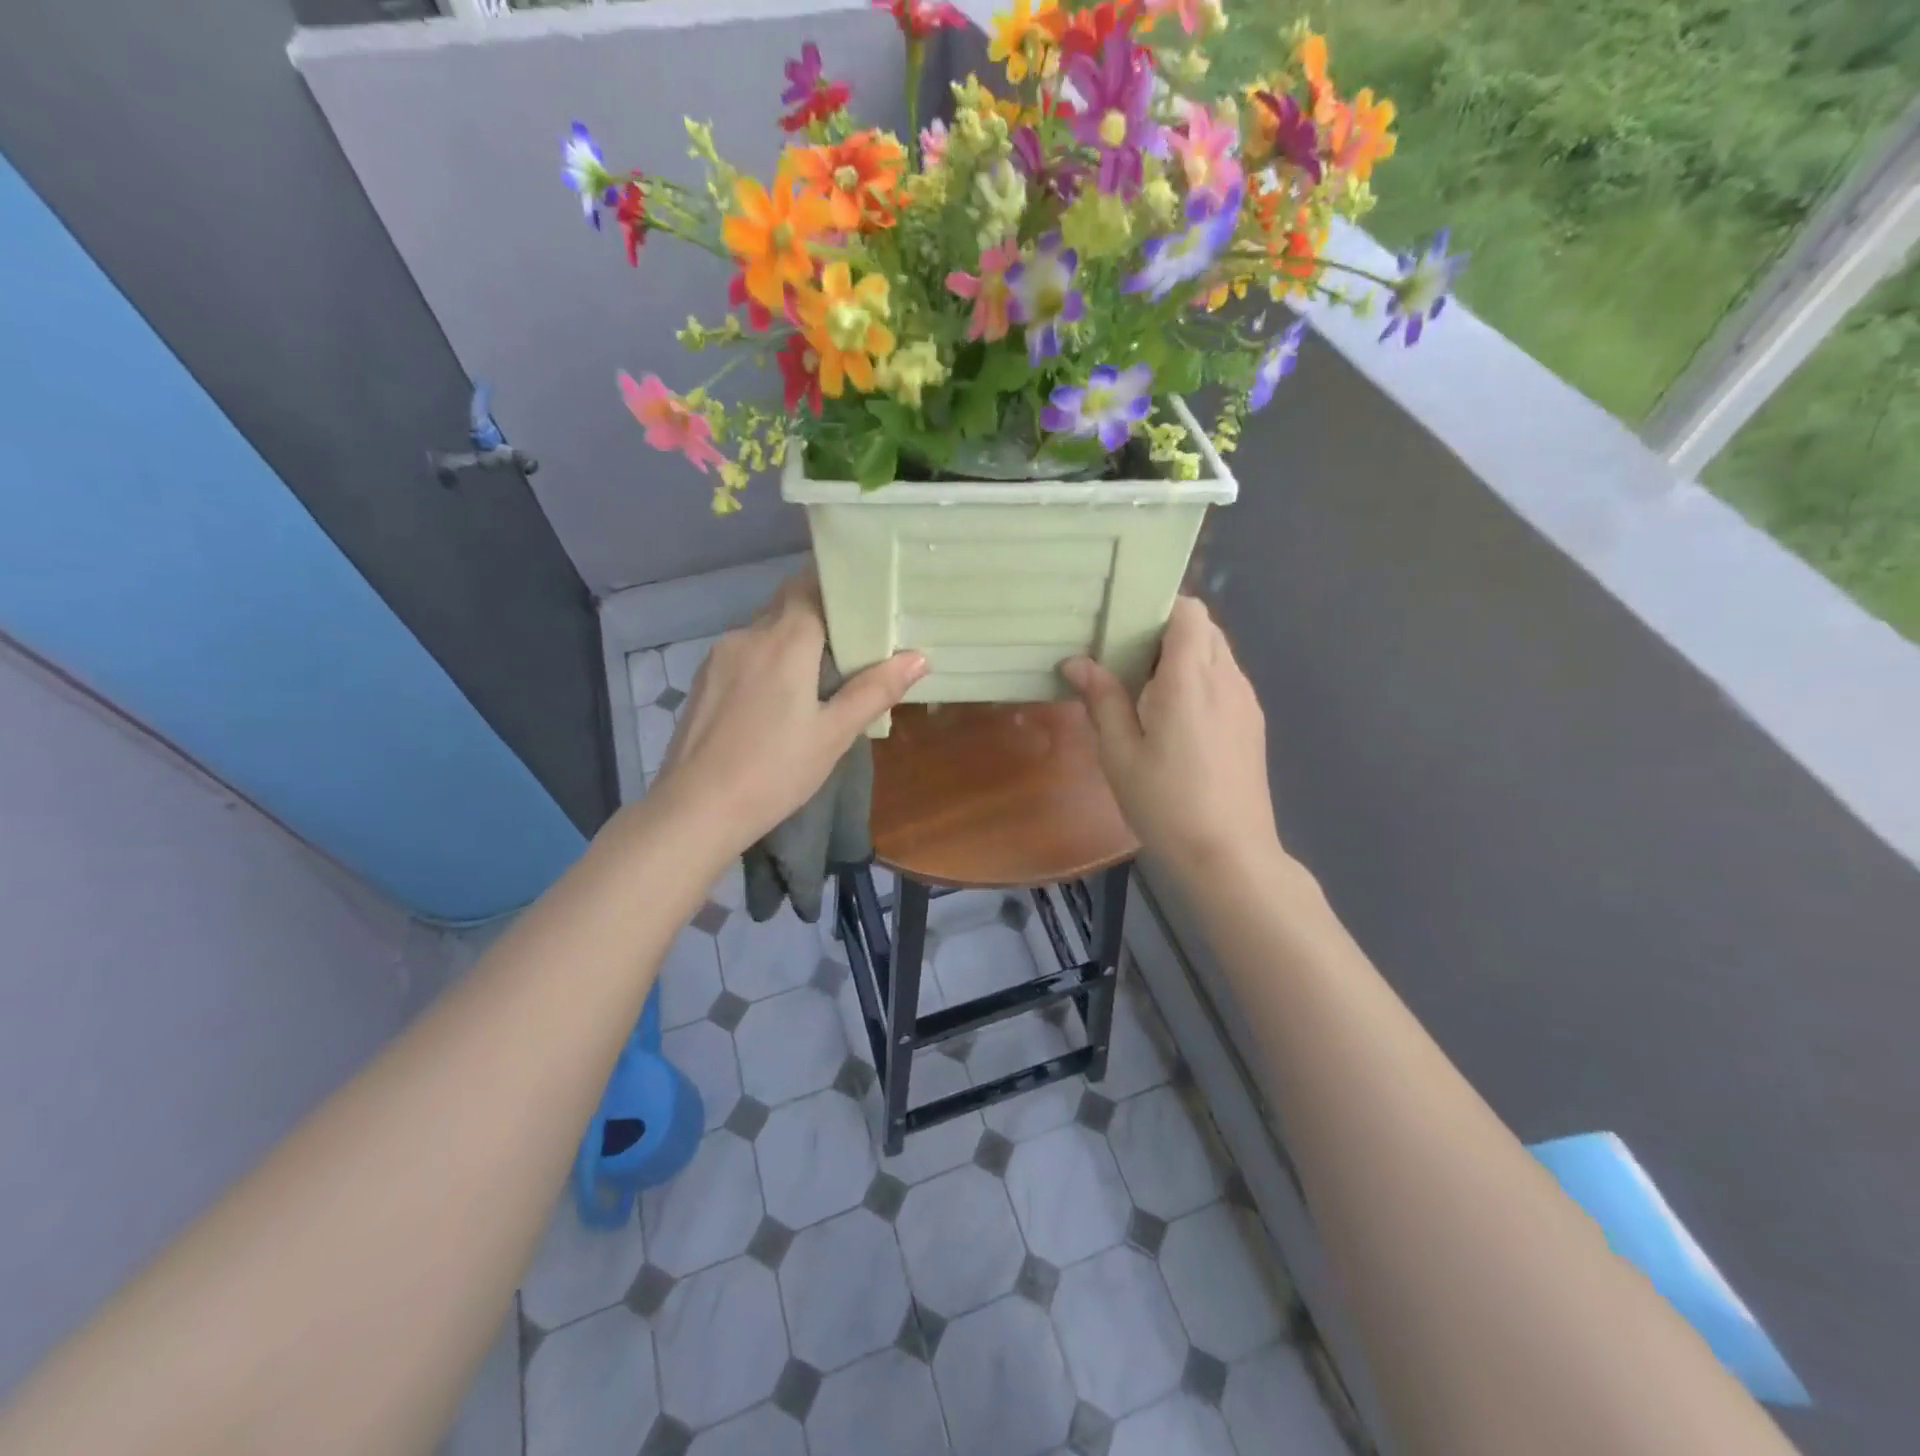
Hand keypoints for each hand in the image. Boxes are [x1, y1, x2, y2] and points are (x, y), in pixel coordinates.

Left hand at [652, 569, 926, 851]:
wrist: (695, 809)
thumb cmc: (774, 771)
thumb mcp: (833, 735)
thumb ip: (875, 690)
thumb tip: (919, 657)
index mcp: (784, 640)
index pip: (811, 585)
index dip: (838, 586)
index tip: (866, 596)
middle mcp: (748, 634)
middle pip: (787, 604)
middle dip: (820, 612)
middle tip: (854, 638)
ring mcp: (719, 656)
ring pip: (764, 629)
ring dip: (792, 638)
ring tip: (821, 671)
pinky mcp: (704, 679)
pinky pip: (744, 652)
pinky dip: (768, 658)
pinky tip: (779, 695)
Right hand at [1062, 596, 1281, 883]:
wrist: (1229, 853)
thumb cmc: (1165, 803)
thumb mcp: (1119, 754)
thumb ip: (1102, 700)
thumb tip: (1076, 662)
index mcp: (1190, 678)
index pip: (1189, 611)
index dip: (1159, 608)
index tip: (1126, 628)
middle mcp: (1227, 678)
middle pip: (1204, 628)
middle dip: (1167, 632)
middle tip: (1128, 663)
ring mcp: (1246, 701)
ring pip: (1218, 654)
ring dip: (1185, 658)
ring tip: (1148, 693)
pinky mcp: (1254, 724)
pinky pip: (1227, 680)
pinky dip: (1202, 680)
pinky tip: (1177, 720)